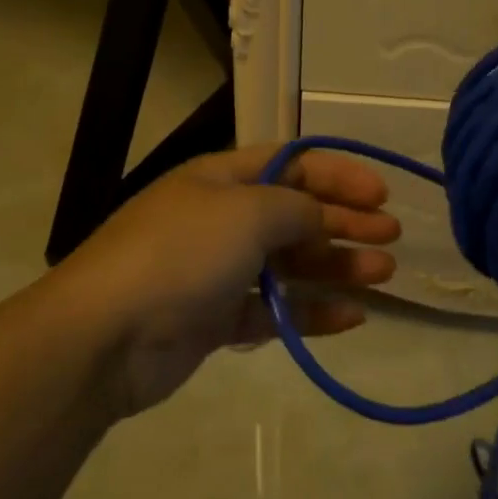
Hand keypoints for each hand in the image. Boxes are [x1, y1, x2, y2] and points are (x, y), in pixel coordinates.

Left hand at [53, 144, 399, 418]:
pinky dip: (310, 312)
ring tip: (383, 275)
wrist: (107, 335)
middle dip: (344, 221)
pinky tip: (351, 317)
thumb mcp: (247, 212)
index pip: (290, 163)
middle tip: (391, 238)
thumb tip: (320, 216)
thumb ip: (296, 208)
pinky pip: (274, 310)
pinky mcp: (215, 318)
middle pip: (294, 213)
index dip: (338, 174)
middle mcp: (220, 218)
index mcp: (221, 178)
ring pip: (289, 263)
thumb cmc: (182, 253)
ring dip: (336, 266)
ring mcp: (217, 270)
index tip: (381, 194)